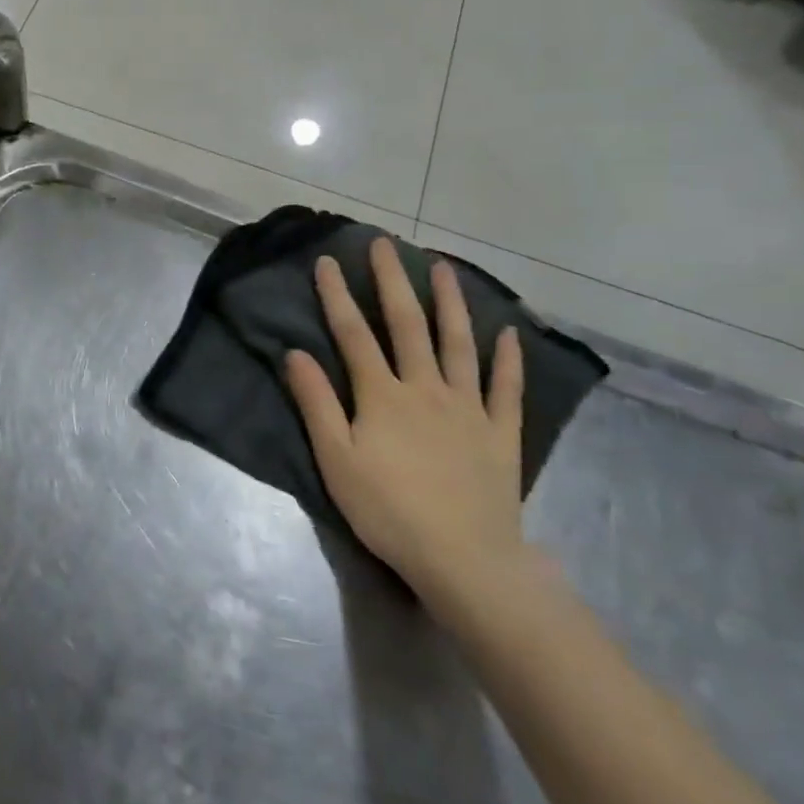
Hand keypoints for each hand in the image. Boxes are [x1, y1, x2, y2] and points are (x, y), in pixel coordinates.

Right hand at [284, 240, 527, 605]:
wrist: (463, 558)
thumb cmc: (388, 510)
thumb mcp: (336, 459)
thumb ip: (316, 403)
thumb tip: (295, 353)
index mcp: (382, 396)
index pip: (354, 334)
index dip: (337, 296)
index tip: (327, 261)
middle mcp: (426, 388)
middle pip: (407, 325)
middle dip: (392, 281)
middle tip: (385, 245)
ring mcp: (468, 408)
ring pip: (459, 344)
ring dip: (450, 303)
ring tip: (443, 268)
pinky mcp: (500, 433)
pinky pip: (506, 389)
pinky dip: (508, 360)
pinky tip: (508, 334)